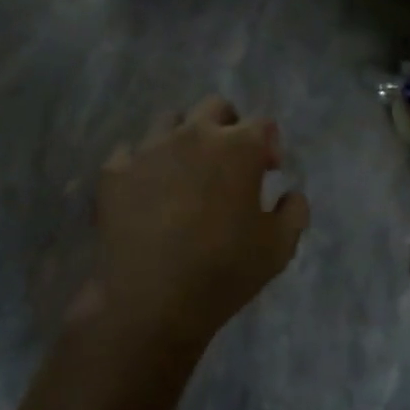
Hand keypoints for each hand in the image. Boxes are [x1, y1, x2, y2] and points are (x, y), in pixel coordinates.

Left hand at [90, 96, 308, 354]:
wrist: (150, 302)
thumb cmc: (223, 273)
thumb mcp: (278, 249)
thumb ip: (294, 211)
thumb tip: (291, 193)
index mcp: (238, 147)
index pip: (263, 125)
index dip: (269, 145)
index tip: (268, 171)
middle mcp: (193, 134)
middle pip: (215, 107)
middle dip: (228, 126)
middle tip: (229, 162)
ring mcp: (149, 148)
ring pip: (170, 121)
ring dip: (184, 138)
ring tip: (185, 172)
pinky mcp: (114, 170)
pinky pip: (131, 152)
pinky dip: (143, 165)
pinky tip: (147, 191)